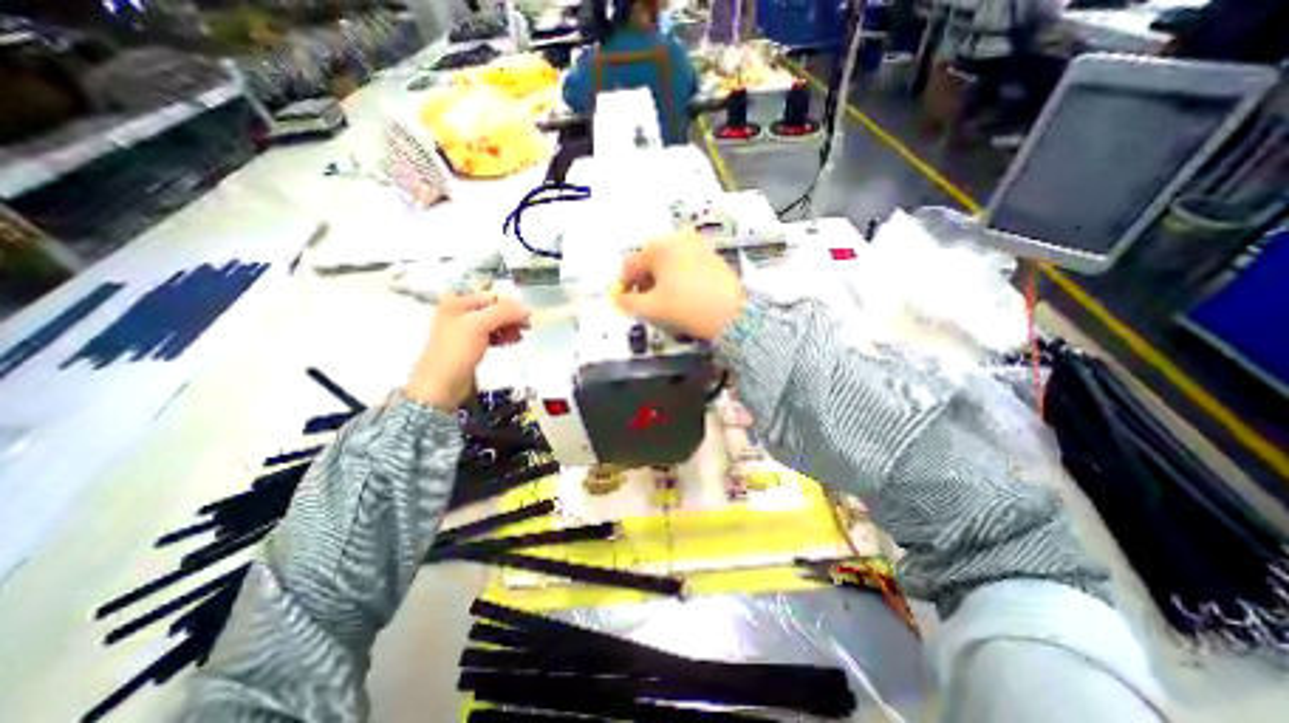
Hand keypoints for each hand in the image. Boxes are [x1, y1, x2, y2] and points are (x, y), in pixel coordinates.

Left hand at [402, 288, 522, 411]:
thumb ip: (503, 313)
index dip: (510, 306)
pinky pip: (491, 335)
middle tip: (525, 328)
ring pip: (494, 323)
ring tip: (517, 338)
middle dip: (510, 318)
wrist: (441, 384)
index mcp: (457, 302)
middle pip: (493, 309)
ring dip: (508, 328)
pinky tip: (510, 342)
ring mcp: (464, 330)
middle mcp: (459, 312)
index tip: (525, 318)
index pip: (491, 297)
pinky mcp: (470, 345)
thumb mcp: (479, 326)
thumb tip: (526, 310)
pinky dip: (502, 337)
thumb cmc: (456, 351)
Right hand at [615, 229, 747, 339]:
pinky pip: (686, 262)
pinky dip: (678, 275)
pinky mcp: (712, 254)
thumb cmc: (685, 307)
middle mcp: (677, 238)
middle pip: (650, 259)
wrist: (732, 313)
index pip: (630, 264)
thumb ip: (628, 302)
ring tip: (664, 298)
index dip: (624, 284)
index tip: (625, 301)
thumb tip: (619, 299)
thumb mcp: (651, 308)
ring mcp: (697, 244)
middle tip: (645, 300)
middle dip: (644, 279)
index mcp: (659, 247)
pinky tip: (683, 293)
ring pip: (668, 260)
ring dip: (660, 277)